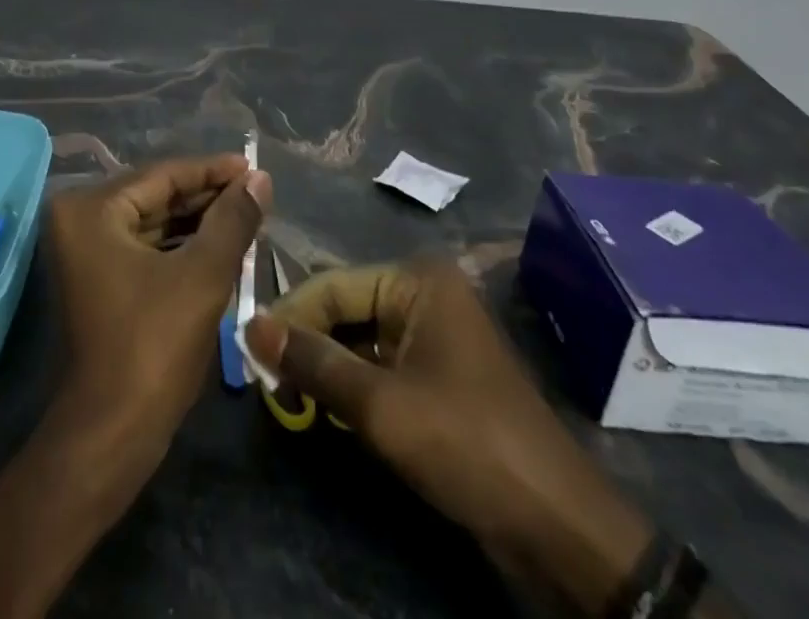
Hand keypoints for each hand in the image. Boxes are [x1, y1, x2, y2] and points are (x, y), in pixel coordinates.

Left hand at [46, 155, 270, 464]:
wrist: (111, 434)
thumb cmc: (153, 346)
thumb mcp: (202, 276)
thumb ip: (232, 220)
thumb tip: (260, 178)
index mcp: (91, 208)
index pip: (162, 175)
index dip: (212, 171)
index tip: (253, 167)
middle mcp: (79, 219)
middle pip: (155, 195)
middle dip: (206, 196)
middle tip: (255, 192)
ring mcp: (84, 250)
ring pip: (151, 221)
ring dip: (196, 220)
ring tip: (245, 215)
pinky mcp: (97, 277)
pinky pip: (144, 246)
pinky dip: (180, 245)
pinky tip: (218, 243)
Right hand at [244, 256, 650, 603]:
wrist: (559, 528)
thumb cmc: (467, 443)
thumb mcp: (381, 406)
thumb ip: (313, 362)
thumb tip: (250, 325)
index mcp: (417, 281)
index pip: (333, 286)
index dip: (289, 316)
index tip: (248, 348)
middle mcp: (425, 295)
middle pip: (346, 309)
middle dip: (307, 343)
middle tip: (264, 377)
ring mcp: (436, 335)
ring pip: (361, 340)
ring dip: (326, 367)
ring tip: (286, 395)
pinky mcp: (440, 375)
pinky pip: (381, 366)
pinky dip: (353, 386)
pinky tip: (325, 409)